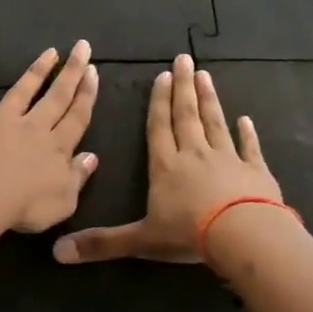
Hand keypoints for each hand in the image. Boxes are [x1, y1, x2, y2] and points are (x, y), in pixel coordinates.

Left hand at [0, 41, 100, 233]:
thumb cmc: (27, 207)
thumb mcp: (65, 201)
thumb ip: (78, 176)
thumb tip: (91, 156)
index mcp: (56, 147)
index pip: (77, 116)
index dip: (87, 94)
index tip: (93, 70)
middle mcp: (30, 129)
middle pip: (56, 96)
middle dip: (71, 71)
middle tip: (81, 47)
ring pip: (19, 93)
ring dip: (34, 72)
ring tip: (48, 52)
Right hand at [53, 53, 281, 265]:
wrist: (243, 235)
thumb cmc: (188, 233)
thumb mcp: (140, 240)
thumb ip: (102, 243)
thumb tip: (57, 251)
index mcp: (165, 166)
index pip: (158, 127)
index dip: (158, 102)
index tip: (161, 76)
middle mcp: (194, 155)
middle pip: (186, 115)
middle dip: (183, 87)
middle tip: (185, 59)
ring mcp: (228, 159)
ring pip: (215, 123)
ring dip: (209, 100)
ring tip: (205, 76)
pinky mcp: (255, 171)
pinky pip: (250, 148)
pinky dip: (248, 133)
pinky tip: (246, 119)